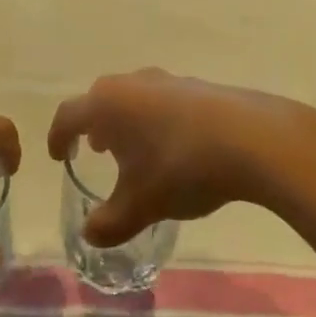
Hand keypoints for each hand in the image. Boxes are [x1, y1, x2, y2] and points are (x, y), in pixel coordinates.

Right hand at [46, 70, 298, 246]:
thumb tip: (90, 235)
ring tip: (136, 148)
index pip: (68, 116)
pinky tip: (177, 146)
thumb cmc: (182, 169)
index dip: (58, 137)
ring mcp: (170, 81)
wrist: (257, 141)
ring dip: (128, 121)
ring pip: (135, 97)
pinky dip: (159, 120)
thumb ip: (109, 223)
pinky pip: (166, 101)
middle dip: (94, 125)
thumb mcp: (141, 206)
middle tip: (96, 149)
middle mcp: (133, 84)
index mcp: (107, 105)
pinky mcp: (202, 86)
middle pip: (101, 99)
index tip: (59, 156)